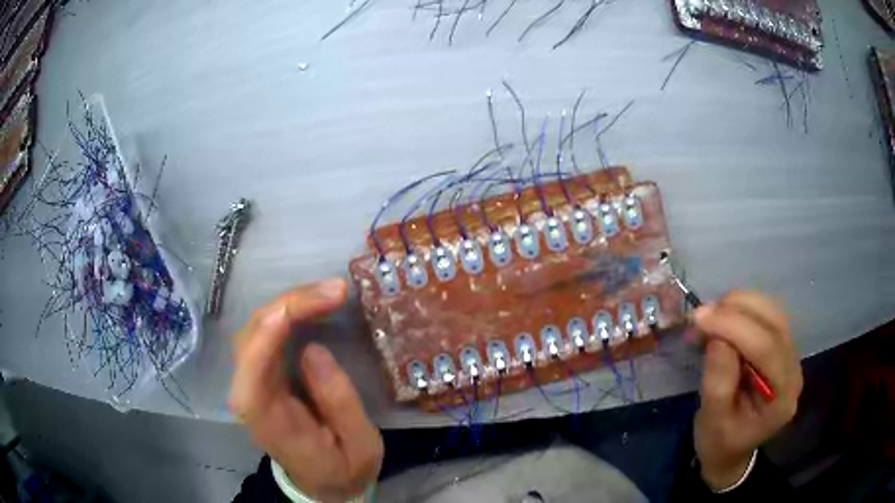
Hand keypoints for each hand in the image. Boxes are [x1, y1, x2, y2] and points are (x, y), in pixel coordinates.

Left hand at [228, 279, 383, 502]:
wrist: (324, 483)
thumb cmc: (344, 468)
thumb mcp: (361, 447)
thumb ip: (339, 404)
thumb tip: (313, 350)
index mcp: (271, 425)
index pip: (251, 380)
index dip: (263, 341)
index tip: (290, 312)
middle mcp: (251, 399)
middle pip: (250, 341)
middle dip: (287, 307)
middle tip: (334, 291)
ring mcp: (252, 383)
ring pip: (255, 329)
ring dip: (288, 303)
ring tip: (330, 292)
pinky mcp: (261, 373)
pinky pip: (264, 333)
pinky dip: (287, 311)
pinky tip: (313, 302)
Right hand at [692, 291, 802, 490]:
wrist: (731, 449)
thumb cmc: (719, 442)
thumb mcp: (711, 422)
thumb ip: (717, 383)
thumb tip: (717, 337)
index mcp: (782, 397)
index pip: (766, 348)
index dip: (734, 327)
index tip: (699, 318)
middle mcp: (793, 368)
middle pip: (772, 322)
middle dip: (735, 311)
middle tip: (699, 316)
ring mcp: (790, 353)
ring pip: (770, 310)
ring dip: (738, 305)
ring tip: (708, 318)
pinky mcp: (781, 344)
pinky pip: (766, 314)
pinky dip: (742, 308)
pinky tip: (722, 318)